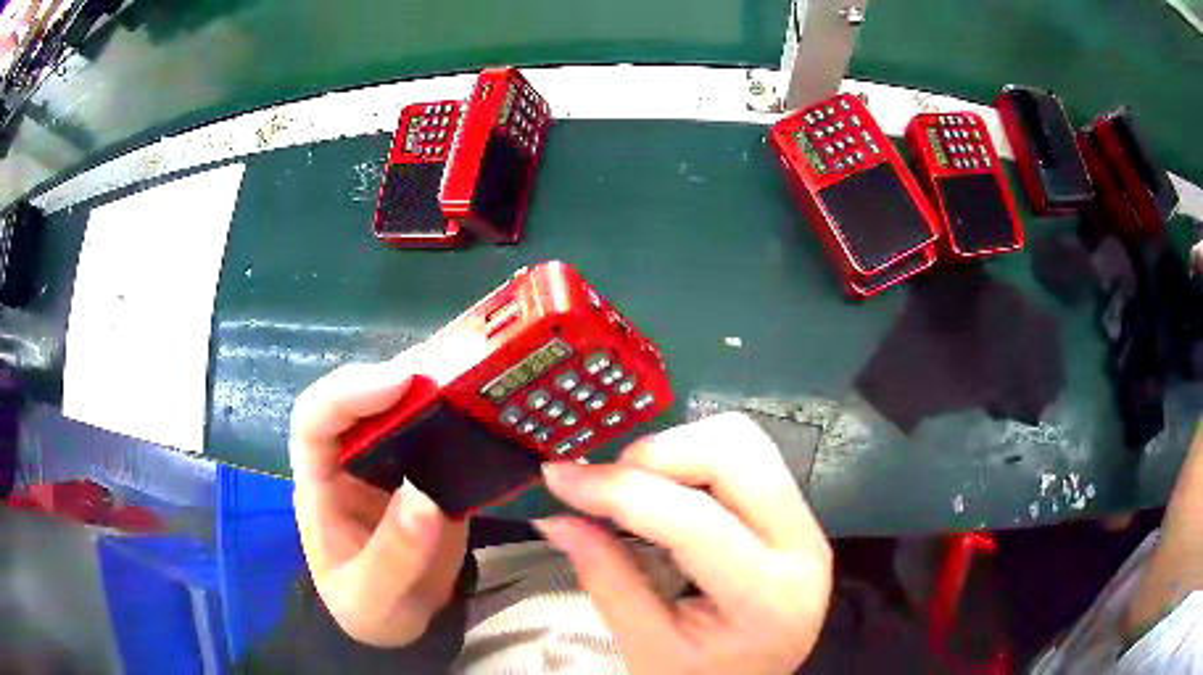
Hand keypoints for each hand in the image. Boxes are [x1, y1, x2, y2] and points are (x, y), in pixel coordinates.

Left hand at [289, 351, 468, 646]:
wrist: (400, 622)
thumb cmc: (371, 610)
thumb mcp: (374, 597)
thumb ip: (394, 554)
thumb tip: (426, 496)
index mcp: (320, 484)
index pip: (314, 420)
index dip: (348, 392)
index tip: (400, 383)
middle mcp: (349, 461)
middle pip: (359, 399)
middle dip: (400, 378)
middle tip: (452, 368)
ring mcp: (389, 464)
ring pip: (400, 408)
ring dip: (433, 387)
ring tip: (474, 377)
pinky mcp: (425, 473)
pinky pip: (438, 434)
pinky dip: (460, 415)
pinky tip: (488, 408)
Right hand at [535, 412, 832, 673]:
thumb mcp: (645, 646)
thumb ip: (604, 577)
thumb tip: (555, 518)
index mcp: (767, 598)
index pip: (693, 523)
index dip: (619, 490)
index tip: (559, 477)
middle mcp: (803, 546)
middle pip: (736, 456)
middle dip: (658, 455)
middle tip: (606, 483)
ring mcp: (807, 522)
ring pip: (745, 441)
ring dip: (679, 448)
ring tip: (637, 486)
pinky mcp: (796, 511)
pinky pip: (749, 454)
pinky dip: (697, 455)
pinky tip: (669, 488)